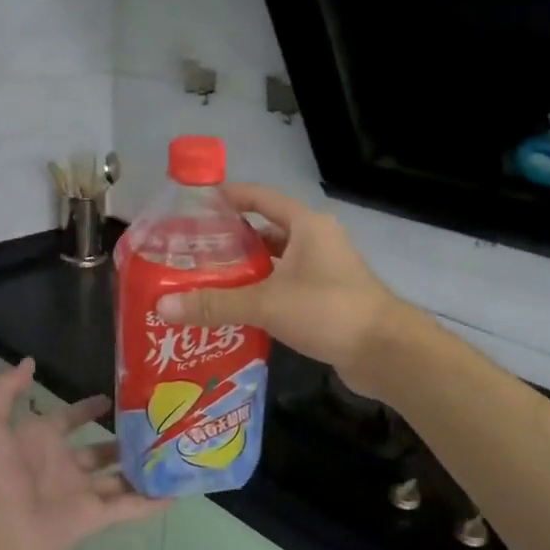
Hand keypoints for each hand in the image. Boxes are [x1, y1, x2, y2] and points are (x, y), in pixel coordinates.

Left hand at [0, 357, 162, 549]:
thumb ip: (5, 389)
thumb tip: (30, 362)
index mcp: (41, 442)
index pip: (70, 420)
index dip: (88, 409)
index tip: (114, 397)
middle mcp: (64, 466)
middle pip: (101, 450)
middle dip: (125, 439)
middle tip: (157, 424)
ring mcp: (81, 493)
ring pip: (119, 478)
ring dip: (142, 468)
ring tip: (173, 452)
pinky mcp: (95, 518)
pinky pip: (128, 507)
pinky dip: (151, 502)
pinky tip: (176, 491)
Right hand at [153, 183, 408, 393]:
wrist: (385, 352)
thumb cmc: (329, 310)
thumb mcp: (267, 303)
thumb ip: (215, 304)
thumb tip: (163, 305)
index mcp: (306, 226)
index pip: (260, 198)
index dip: (229, 197)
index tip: (194, 204)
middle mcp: (315, 242)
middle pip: (264, 232)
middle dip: (229, 242)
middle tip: (189, 253)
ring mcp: (323, 272)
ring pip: (274, 264)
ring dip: (244, 272)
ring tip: (203, 282)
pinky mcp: (325, 299)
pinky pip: (284, 288)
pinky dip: (260, 295)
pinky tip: (233, 311)